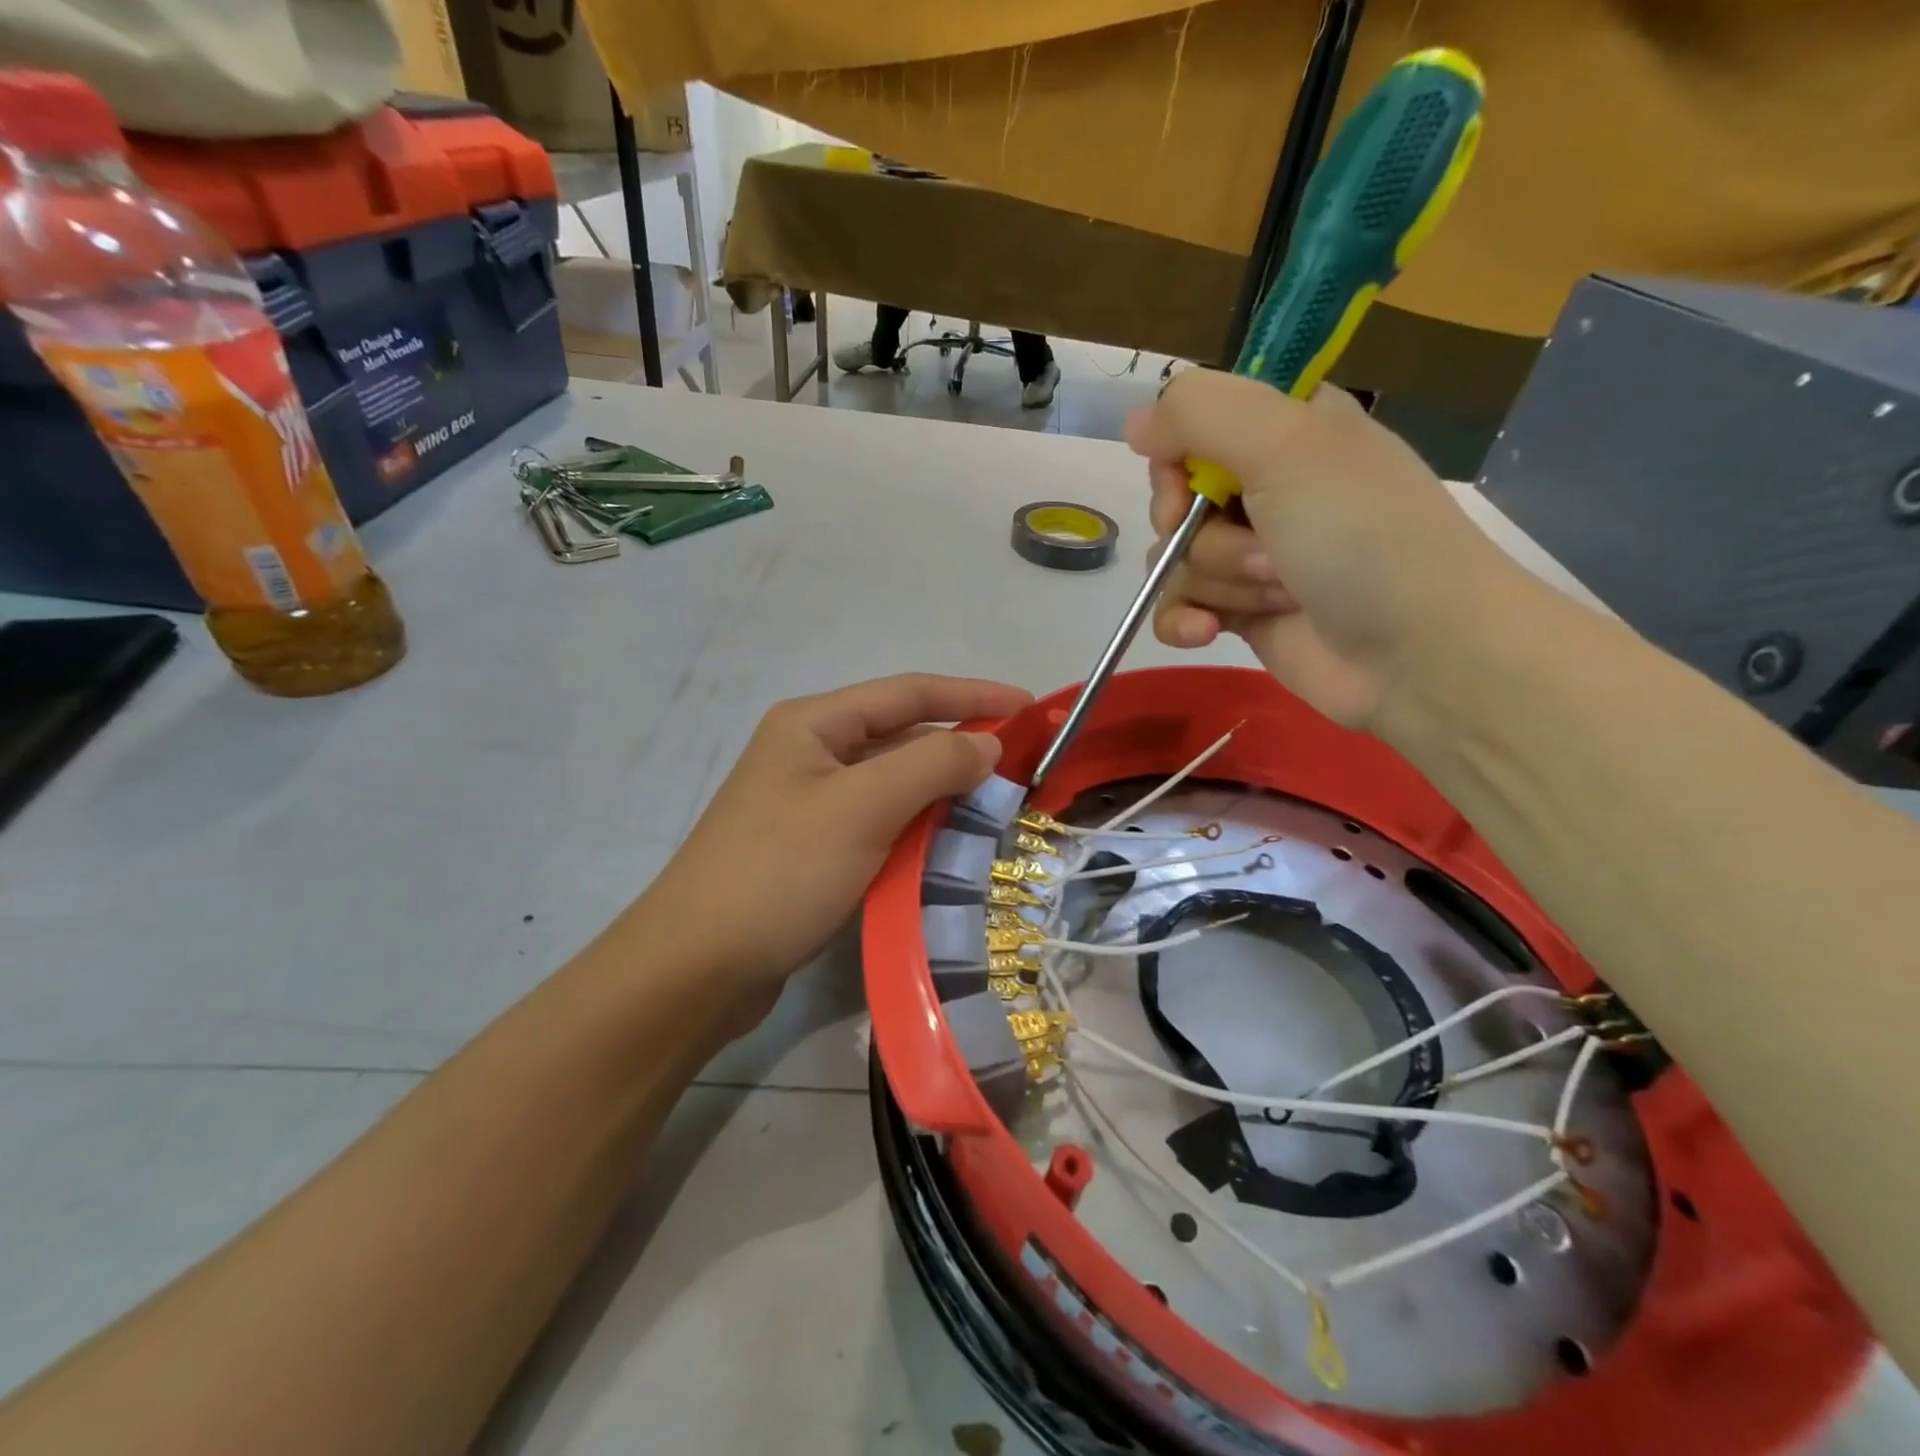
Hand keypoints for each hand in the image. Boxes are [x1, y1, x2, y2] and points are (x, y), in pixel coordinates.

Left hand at [638, 674, 1031, 1026]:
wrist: (697, 968)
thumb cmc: (781, 871)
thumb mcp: (863, 807)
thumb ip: (932, 764)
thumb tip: (986, 742)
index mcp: (814, 724)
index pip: (909, 693)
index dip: (973, 695)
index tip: (1030, 707)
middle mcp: (810, 754)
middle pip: (900, 737)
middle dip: (959, 748)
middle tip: (1020, 769)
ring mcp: (808, 805)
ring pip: (892, 785)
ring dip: (940, 793)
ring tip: (995, 809)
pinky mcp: (812, 851)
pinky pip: (878, 826)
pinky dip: (915, 830)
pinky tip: (948, 849)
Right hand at [1126, 370, 1523, 729]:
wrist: (1417, 652)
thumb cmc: (1361, 535)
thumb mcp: (1287, 446)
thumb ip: (1201, 414)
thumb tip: (1135, 425)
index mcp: (1286, 428)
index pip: (1193, 424)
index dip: (1178, 457)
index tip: (1191, 484)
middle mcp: (1266, 486)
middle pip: (1177, 498)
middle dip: (1203, 532)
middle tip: (1261, 547)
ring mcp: (1251, 554)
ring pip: (1176, 558)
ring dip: (1220, 580)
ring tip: (1279, 593)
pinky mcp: (1241, 610)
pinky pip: (1177, 607)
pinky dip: (1185, 621)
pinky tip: (1206, 633)